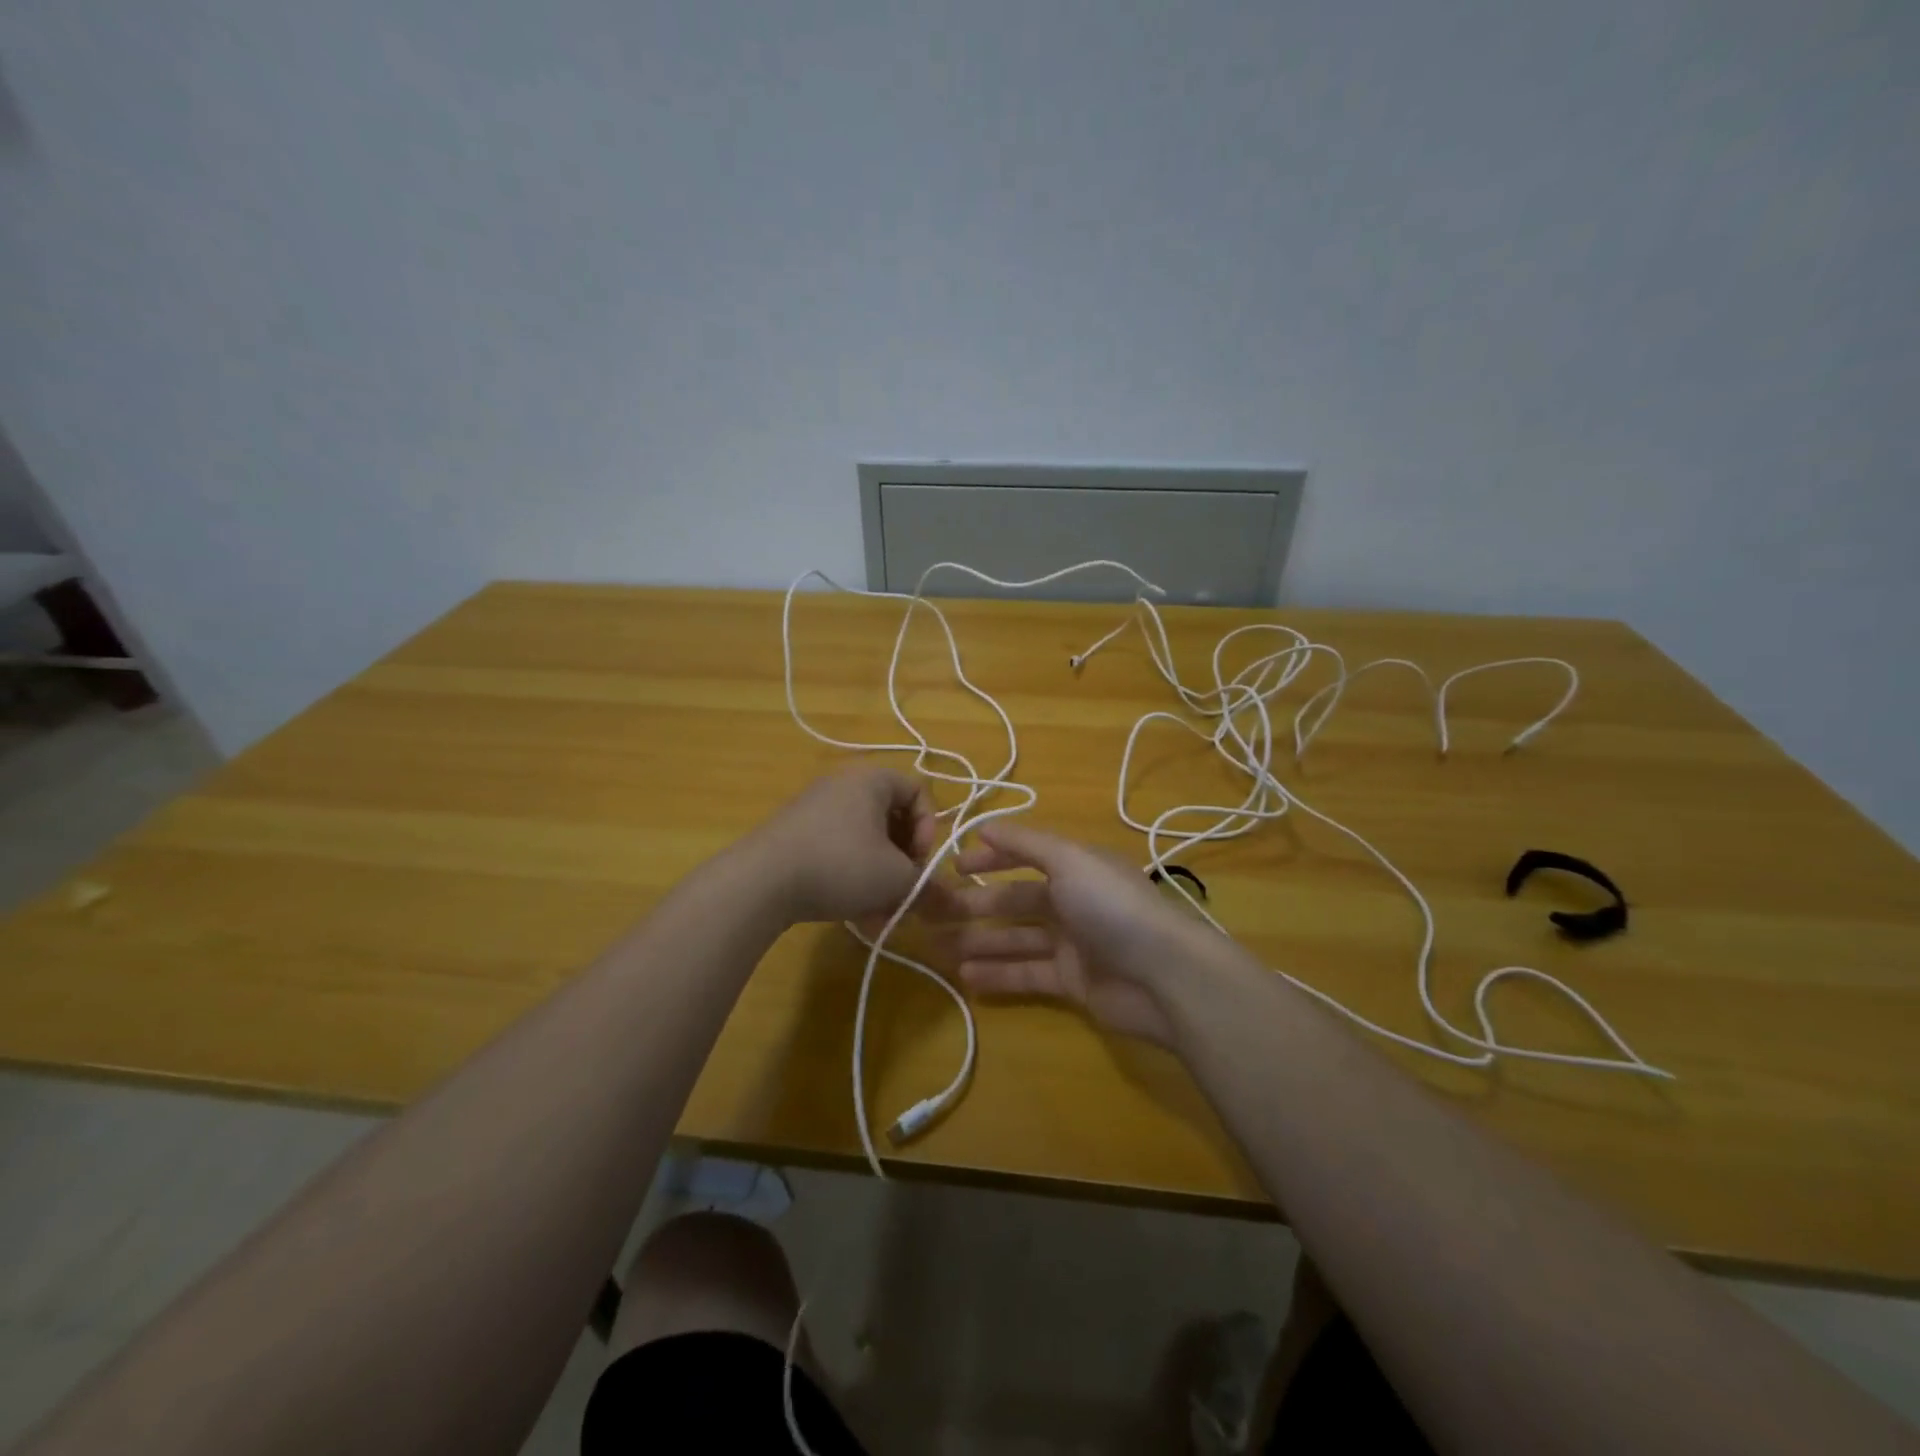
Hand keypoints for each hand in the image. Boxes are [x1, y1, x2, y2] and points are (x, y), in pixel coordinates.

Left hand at [749, 766, 938, 923]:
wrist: (760, 882)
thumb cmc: (841, 865)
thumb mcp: (896, 880)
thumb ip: (928, 889)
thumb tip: (953, 905)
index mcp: (872, 780)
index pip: (919, 793)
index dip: (929, 829)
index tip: (918, 862)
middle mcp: (843, 785)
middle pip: (891, 820)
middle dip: (903, 862)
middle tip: (903, 893)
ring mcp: (815, 809)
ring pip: (864, 843)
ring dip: (879, 878)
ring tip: (879, 915)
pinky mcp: (794, 835)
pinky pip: (837, 851)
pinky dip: (852, 879)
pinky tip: (855, 917)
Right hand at [940, 822, 1215, 1048]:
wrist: (1164, 975)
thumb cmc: (1112, 906)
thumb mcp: (1069, 860)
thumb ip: (1025, 844)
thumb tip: (984, 826)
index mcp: (1076, 867)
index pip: (1026, 857)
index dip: (991, 859)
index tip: (953, 867)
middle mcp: (1074, 901)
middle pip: (1017, 900)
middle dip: (977, 906)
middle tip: (934, 914)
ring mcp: (1073, 943)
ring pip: (1017, 939)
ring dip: (980, 941)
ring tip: (939, 947)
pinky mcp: (1072, 983)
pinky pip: (1027, 975)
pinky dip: (998, 975)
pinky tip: (966, 976)